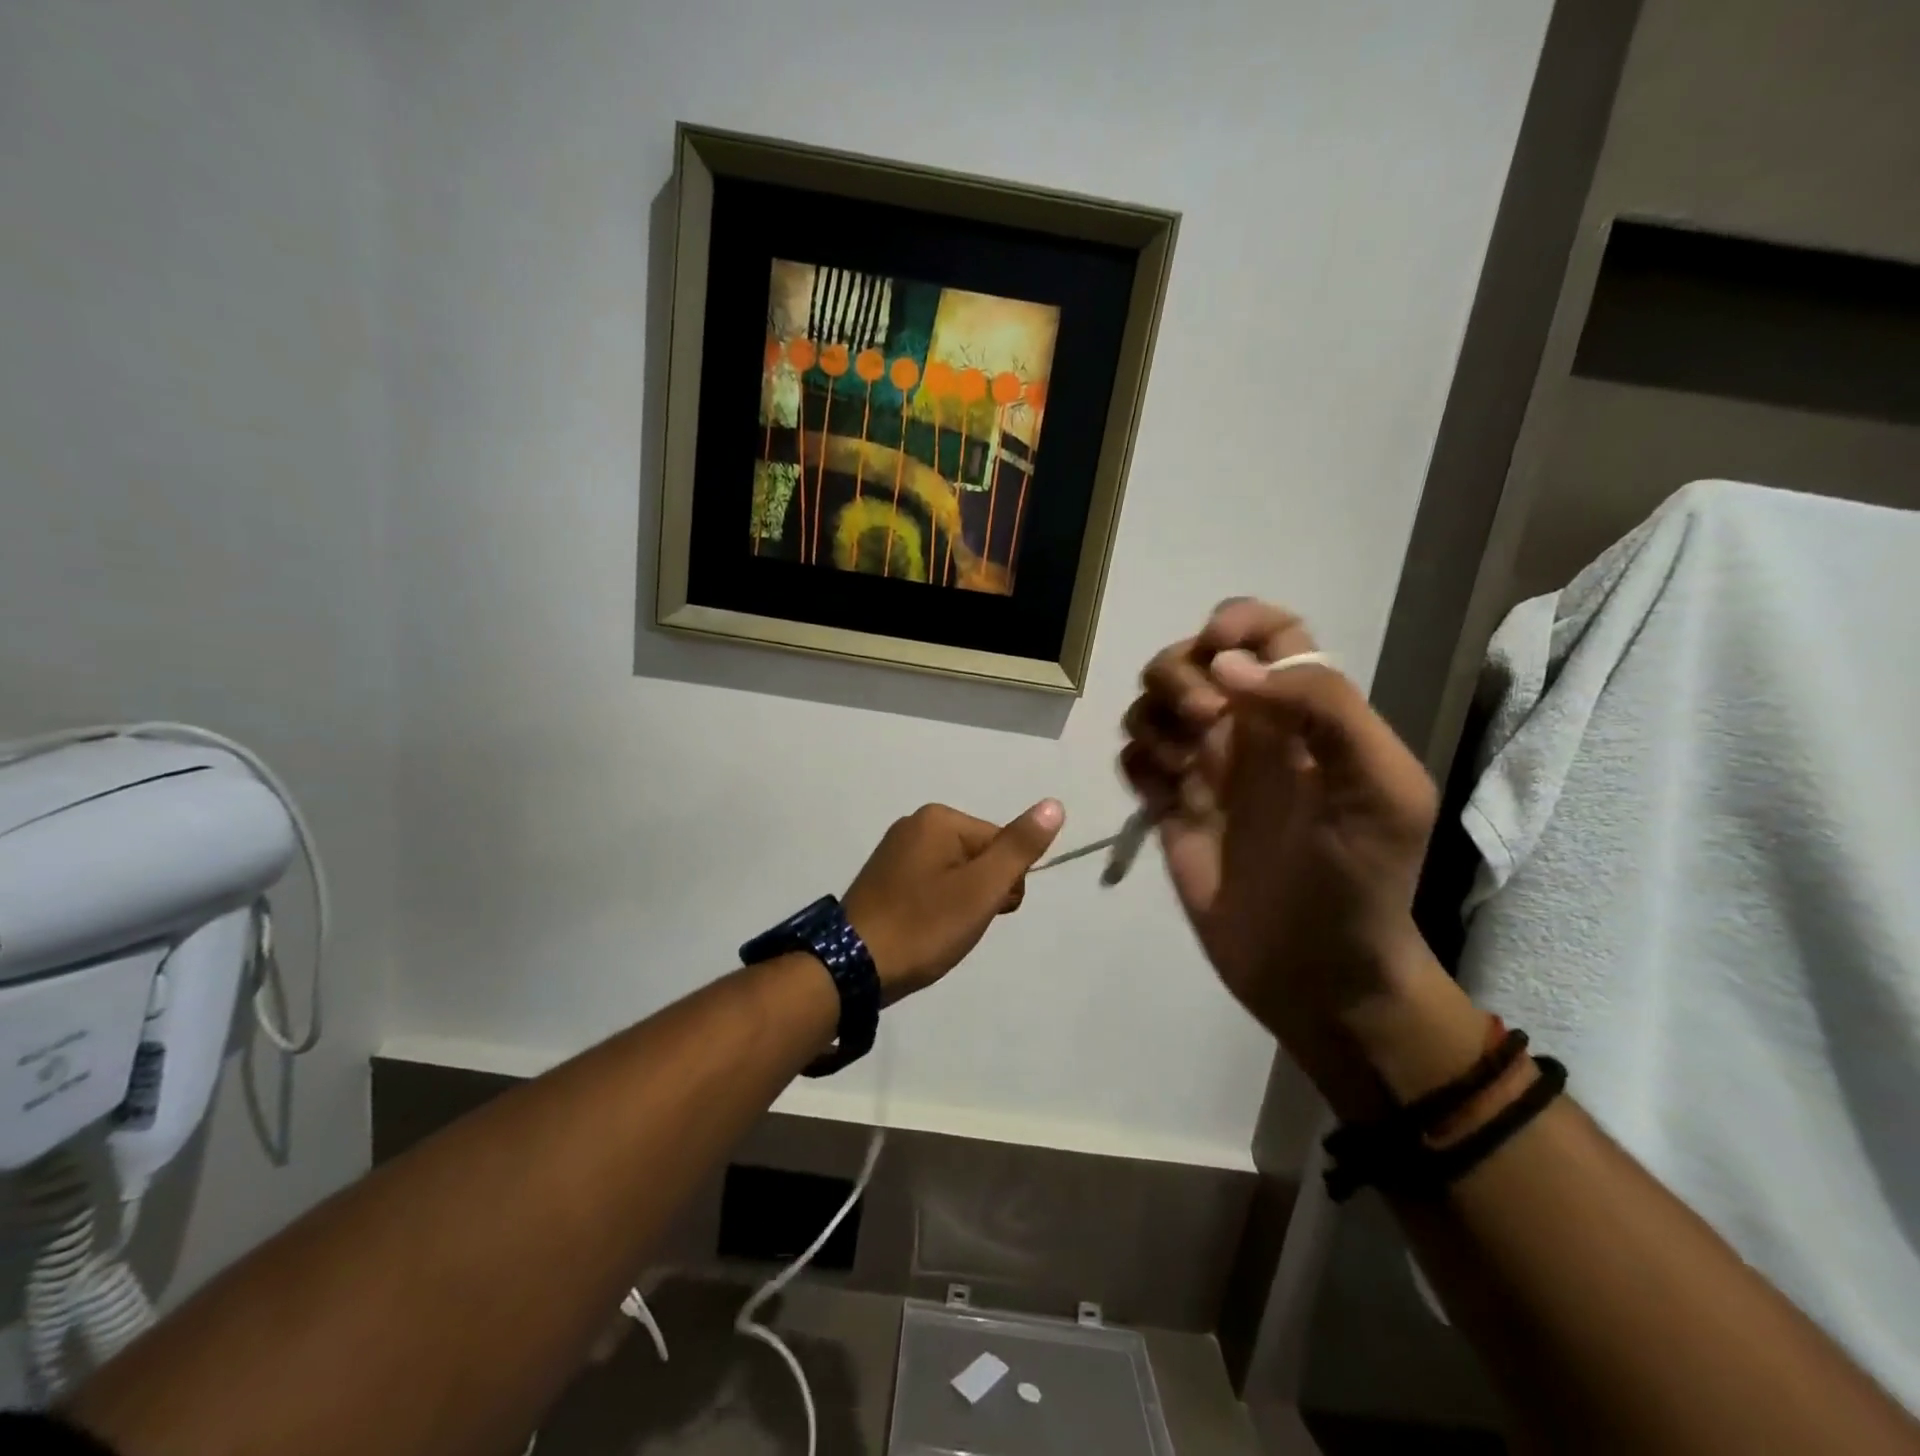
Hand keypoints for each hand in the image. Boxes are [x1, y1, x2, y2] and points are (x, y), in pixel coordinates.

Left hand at [842, 800, 1064, 1001]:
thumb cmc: (924, 926)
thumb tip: (1054, 805)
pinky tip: (923, 929)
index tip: (985, 913)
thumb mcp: (981, 889)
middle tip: (958, 924)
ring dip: (960, 904)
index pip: (1002, 845)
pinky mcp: (883, 877)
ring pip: (956, 874)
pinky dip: (935, 908)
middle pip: (978, 856)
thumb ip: (1019, 847)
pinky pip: (930, 885)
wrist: (852, 966)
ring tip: (939, 931)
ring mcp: (894, 850)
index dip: (1004, 885)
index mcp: (938, 819)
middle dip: (981, 893)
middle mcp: (914, 824)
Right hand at [1121, 601, 1455, 1106]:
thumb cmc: (1361, 883)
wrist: (1318, 973)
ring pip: (1153, 704)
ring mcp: (1205, 772)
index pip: (1270, 633)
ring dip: (1154, 717)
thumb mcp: (1381, 792)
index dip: (1239, 622)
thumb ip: (1323, 709)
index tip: (1218, 651)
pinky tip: (1161, 795)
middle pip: (1192, 659)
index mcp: (1305, 716)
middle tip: (1206, 725)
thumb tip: (1230, 667)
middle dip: (1182, 675)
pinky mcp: (1170, 810)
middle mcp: (1251, 732)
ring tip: (1180, 769)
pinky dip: (1137, 763)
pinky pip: (1134, 760)